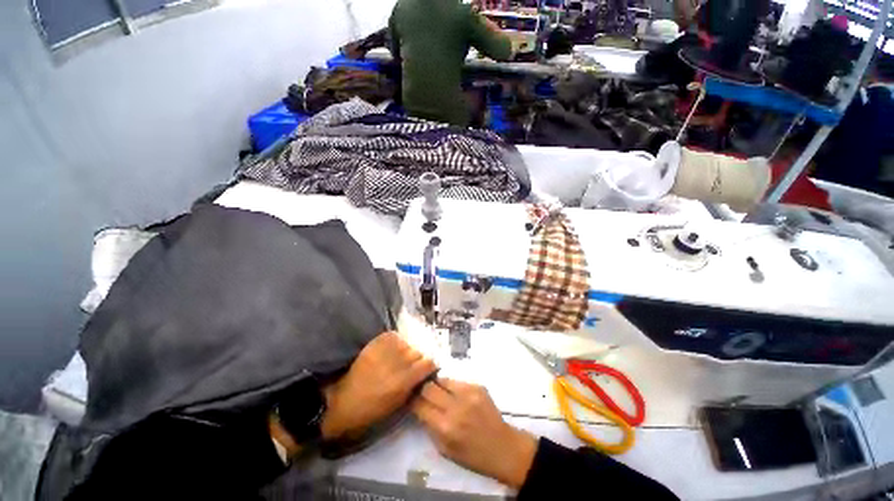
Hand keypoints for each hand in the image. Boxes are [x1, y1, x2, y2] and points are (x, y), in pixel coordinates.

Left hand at [321, 332, 436, 440]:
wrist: (341, 403)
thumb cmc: (370, 411)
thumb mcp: (397, 405)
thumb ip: (413, 387)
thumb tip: (424, 374)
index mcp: (403, 381)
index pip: (427, 363)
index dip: (429, 367)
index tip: (426, 370)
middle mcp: (396, 363)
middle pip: (417, 352)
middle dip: (416, 359)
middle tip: (410, 366)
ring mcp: (384, 351)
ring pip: (405, 343)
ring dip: (405, 351)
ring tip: (398, 358)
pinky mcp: (373, 344)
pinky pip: (392, 336)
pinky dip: (394, 341)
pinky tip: (391, 349)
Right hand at [412, 379, 537, 488]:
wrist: (502, 447)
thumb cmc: (471, 455)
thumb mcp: (444, 449)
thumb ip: (430, 427)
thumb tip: (420, 407)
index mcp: (444, 427)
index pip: (419, 405)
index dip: (411, 399)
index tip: (408, 396)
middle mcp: (455, 407)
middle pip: (429, 387)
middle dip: (421, 388)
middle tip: (420, 389)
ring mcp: (468, 394)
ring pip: (442, 379)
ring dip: (436, 385)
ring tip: (437, 389)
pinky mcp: (477, 386)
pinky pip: (457, 381)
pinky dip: (451, 386)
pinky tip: (455, 393)